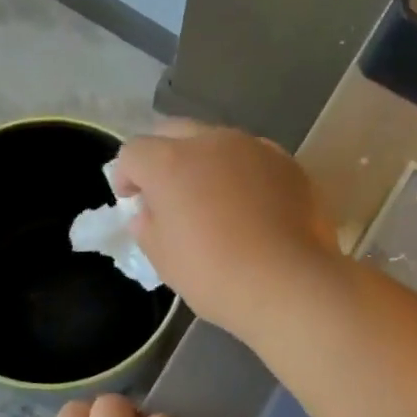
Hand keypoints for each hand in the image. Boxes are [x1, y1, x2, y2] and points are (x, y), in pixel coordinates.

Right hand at [113, 120, 341, 339]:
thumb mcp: (165, 260)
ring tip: (214, 200)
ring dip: (206, 163)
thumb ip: (148, 228)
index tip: (131, 200)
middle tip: (168, 193)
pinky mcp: (289, 164)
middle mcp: (211, 142)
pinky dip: (243, 176)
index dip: (126, 175)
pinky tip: (252, 209)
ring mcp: (255, 148)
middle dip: (164, 156)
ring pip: (218, 142)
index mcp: (171, 162)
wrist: (290, 284)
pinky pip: (254, 160)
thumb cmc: (215, 275)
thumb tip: (149, 213)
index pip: (133, 152)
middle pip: (174, 132)